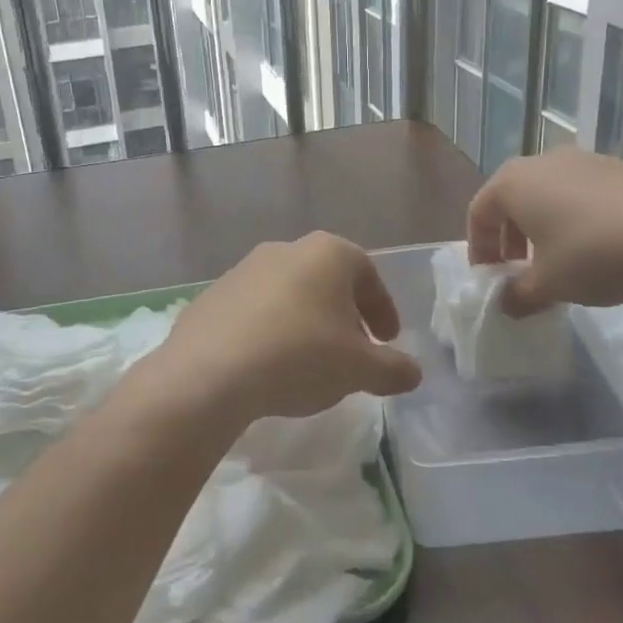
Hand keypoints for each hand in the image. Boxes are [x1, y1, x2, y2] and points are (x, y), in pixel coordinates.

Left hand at [136, 232, 420, 435]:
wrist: (210, 371)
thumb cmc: (300, 356)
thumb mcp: (359, 369)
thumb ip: (393, 369)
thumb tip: (413, 372)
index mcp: (327, 253)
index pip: (368, 274)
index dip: (383, 309)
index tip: (388, 341)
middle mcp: (285, 249)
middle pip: (327, 281)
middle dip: (345, 316)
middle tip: (352, 352)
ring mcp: (243, 269)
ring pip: (290, 294)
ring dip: (306, 323)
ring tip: (310, 363)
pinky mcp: (213, 295)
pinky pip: (255, 311)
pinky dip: (271, 331)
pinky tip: (269, 365)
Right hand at [467, 149, 622, 314]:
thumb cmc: (592, 254)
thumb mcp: (549, 285)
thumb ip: (518, 295)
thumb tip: (505, 304)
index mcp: (512, 183)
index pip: (479, 213)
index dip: (479, 249)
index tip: (491, 279)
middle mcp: (542, 162)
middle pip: (512, 199)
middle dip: (511, 237)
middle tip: (521, 270)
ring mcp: (584, 159)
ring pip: (549, 194)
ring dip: (545, 226)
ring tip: (561, 260)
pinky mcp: (620, 166)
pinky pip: (583, 192)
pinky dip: (578, 217)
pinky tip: (600, 246)